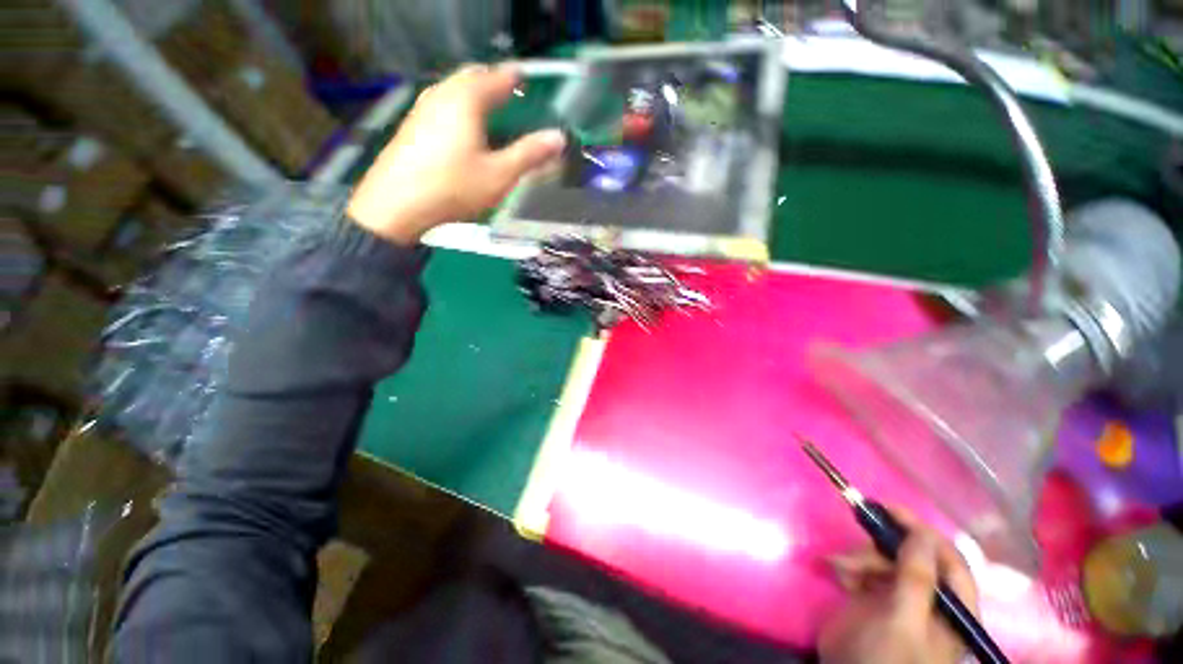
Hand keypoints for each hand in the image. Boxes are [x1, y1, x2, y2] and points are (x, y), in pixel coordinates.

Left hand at [347, 63, 565, 244]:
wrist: (396, 205)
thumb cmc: (454, 187)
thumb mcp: (499, 175)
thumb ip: (530, 154)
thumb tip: (559, 138)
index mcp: (466, 99)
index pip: (498, 77)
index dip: (516, 77)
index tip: (529, 78)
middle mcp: (442, 94)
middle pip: (472, 76)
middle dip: (493, 81)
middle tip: (510, 93)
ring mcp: (422, 108)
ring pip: (453, 89)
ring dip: (474, 93)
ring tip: (490, 109)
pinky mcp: (412, 125)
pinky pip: (441, 104)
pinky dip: (459, 107)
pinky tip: (463, 129)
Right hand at [819, 510, 979, 663]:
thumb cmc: (887, 659)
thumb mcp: (904, 622)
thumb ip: (917, 579)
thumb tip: (921, 533)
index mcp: (953, 609)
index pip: (950, 561)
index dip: (924, 533)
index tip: (890, 510)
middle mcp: (931, 600)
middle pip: (913, 556)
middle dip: (881, 547)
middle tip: (856, 543)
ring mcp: (901, 598)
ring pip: (885, 559)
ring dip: (860, 556)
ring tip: (839, 566)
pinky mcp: (874, 597)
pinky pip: (865, 569)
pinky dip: (850, 566)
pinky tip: (837, 571)